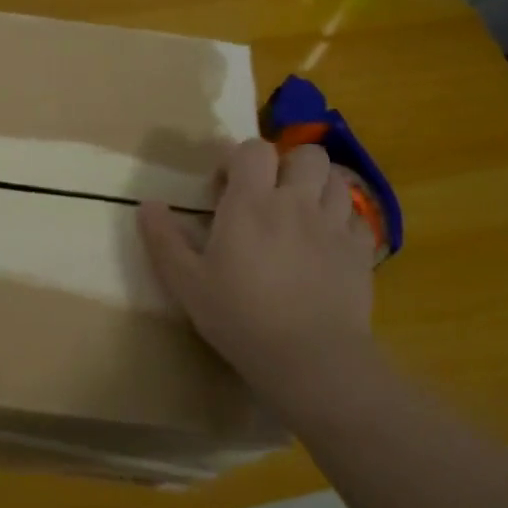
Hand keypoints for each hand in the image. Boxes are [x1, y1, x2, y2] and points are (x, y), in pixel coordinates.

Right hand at [138, 140, 375, 392]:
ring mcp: (334, 225)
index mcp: (250, 203)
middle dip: (286, 165)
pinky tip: (326, 243)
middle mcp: (296, 202)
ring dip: (317, 188)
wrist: (310, 357)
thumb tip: (146, 205)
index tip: (224, 189)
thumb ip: (164, 240)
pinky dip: (342, 221)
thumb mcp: (186, 283)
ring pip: (336, 180)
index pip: (252, 150)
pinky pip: (358, 217)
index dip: (237, 159)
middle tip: (268, 196)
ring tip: (299, 215)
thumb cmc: (239, 316)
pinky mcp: (361, 251)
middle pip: (305, 155)